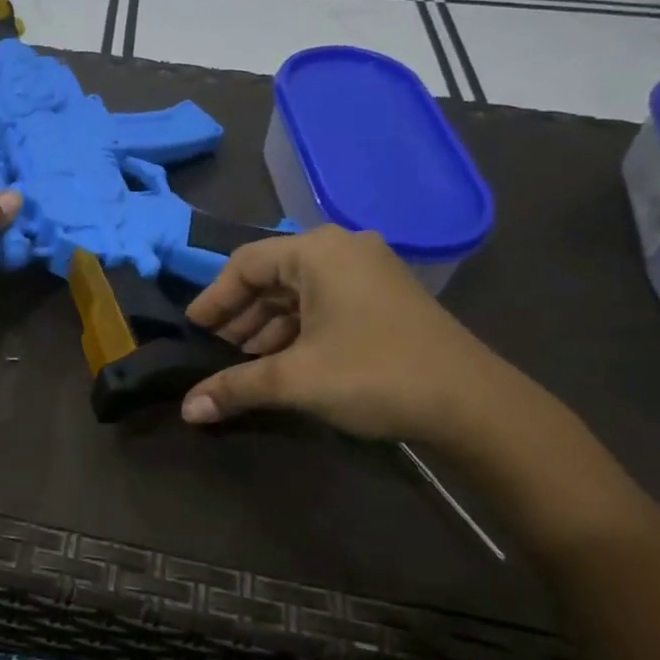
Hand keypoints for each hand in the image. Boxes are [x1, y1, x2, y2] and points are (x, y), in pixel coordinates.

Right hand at [181, 226, 528, 447]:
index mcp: (317, 251)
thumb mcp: (295, 379)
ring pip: (299, 291)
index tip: (193, 330)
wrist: (473, 403)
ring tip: (243, 361)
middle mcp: (342, 249)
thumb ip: (235, 387)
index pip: (245, 264)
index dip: (214, 298)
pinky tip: (283, 359)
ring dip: (267, 325)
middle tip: (214, 349)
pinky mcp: (385, 296)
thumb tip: (187, 410)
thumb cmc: (374, 374)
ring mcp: (369, 271)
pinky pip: (325, 302)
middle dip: (240, 314)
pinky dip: (298, 328)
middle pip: (272, 275)